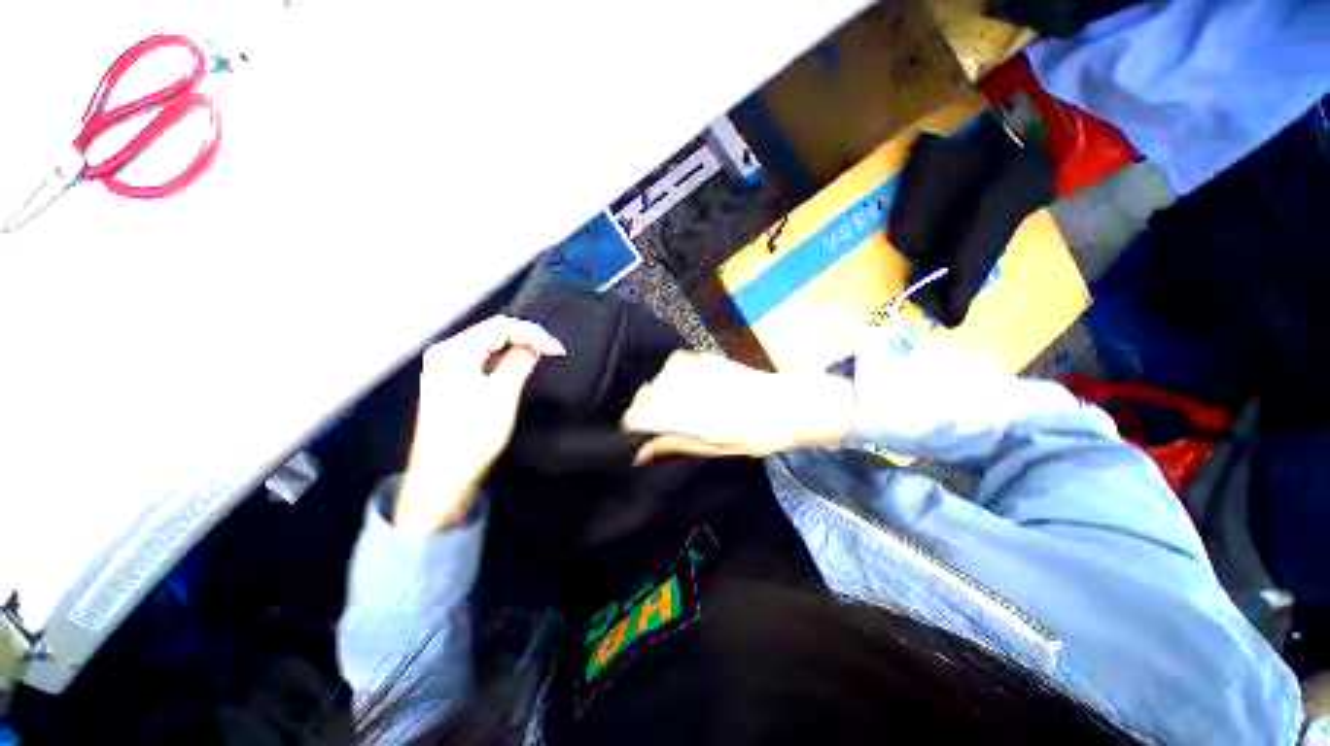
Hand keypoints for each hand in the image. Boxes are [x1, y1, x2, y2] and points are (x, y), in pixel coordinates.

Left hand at [394, 316, 564, 534]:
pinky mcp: (451, 383)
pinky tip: (519, 368)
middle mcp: (446, 353)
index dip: (532, 333)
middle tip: (552, 353)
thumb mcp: (502, 394)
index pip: (500, 327)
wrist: (442, 477)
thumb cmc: (472, 435)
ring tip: (541, 358)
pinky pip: (482, 361)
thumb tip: (536, 344)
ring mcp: (446, 368)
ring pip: (489, 347)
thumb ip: (520, 362)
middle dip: (525, 339)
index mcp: (454, 351)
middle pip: (492, 333)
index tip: (557, 350)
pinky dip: (504, 362)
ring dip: (516, 350)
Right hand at [621, 351, 854, 463]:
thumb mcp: (716, 448)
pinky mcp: (703, 356)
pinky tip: (691, 389)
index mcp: (687, 414)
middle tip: (666, 425)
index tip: (640, 436)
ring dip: (661, 395)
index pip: (637, 416)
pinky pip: (672, 366)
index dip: (634, 428)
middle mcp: (684, 386)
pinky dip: (673, 379)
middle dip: (648, 412)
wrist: (789, 403)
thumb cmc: (756, 434)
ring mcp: (693, 367)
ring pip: (656, 381)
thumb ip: (676, 444)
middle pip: (643, 397)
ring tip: (682, 408)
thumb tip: (641, 451)